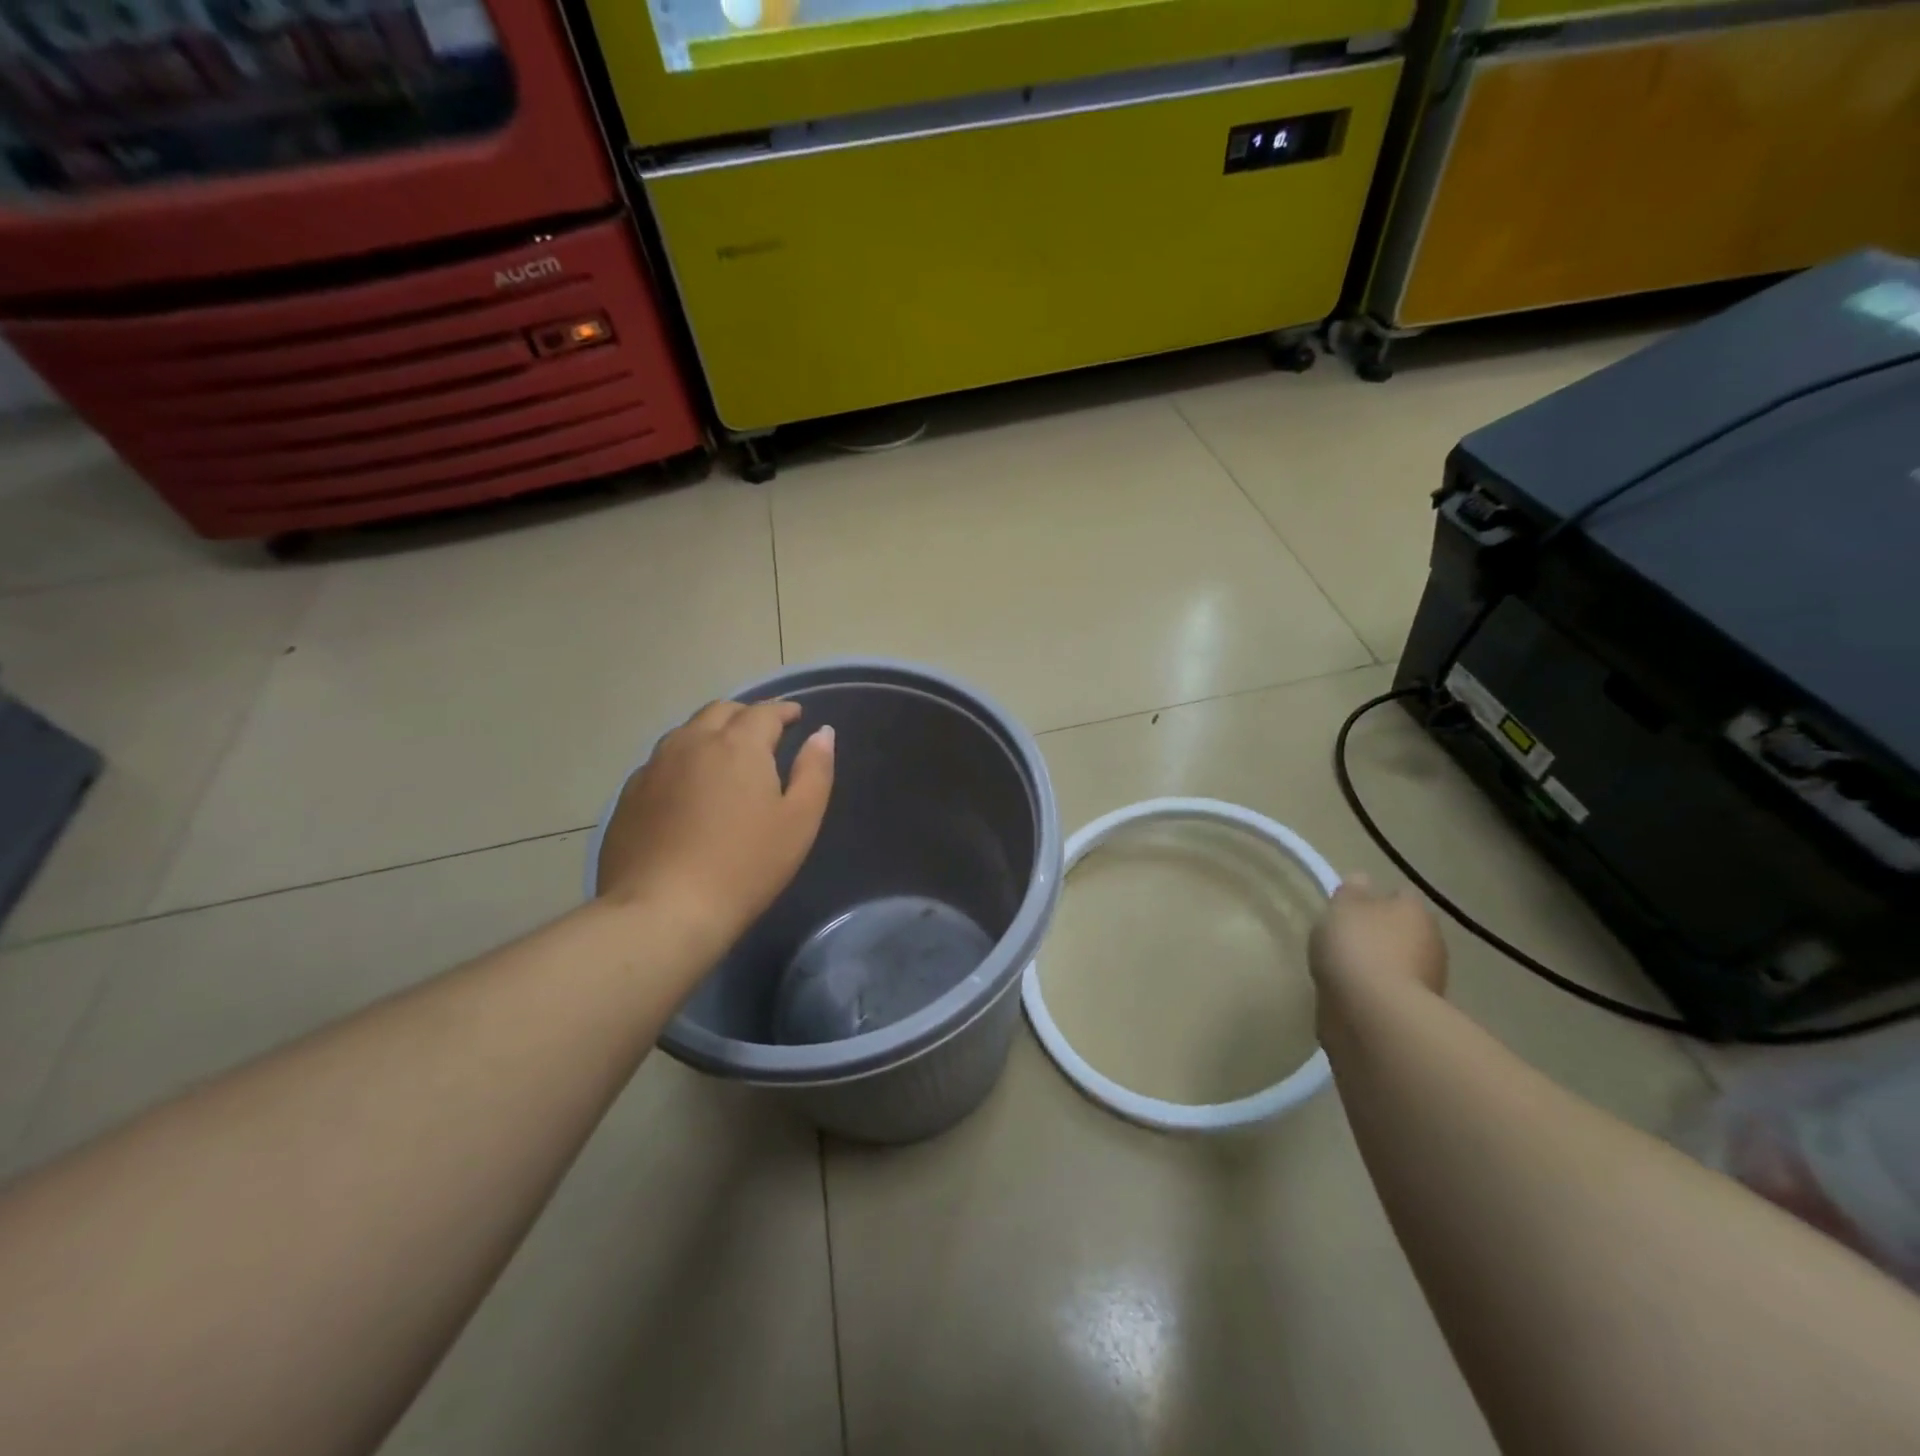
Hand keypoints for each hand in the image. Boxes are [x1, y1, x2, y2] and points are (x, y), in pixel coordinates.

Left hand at [596, 700, 834, 950]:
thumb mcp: (799, 820)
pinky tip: (689, 786)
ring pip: (687, 732)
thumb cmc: (745, 866)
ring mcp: (654, 766)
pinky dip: (684, 760)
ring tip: (726, 754)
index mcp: (738, 744)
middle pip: (721, 711)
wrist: (663, 910)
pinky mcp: (630, 794)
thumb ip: (815, 770)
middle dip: (746, 715)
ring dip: (711, 732)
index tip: (796, 716)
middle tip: (763, 733)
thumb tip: (823, 733)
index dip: (783, 710)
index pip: (764, 711)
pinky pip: (662, 761)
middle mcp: (692, 742)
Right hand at [1308, 873, 1448, 1006]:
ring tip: (1344, 973)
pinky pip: (1391, 993)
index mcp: (1415, 910)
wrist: (1374, 1014)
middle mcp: (1431, 942)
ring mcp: (1429, 981)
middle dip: (1378, 936)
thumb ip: (1351, 891)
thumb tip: (1363, 880)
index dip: (1374, 899)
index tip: (1349, 909)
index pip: (1398, 896)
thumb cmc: (1357, 947)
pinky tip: (1352, 997)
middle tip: (1343, 941)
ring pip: (1398, 964)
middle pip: (1401, 931)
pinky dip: (1375, 994)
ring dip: (1378, 966)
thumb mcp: (1343, 907)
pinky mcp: (1416, 1013)